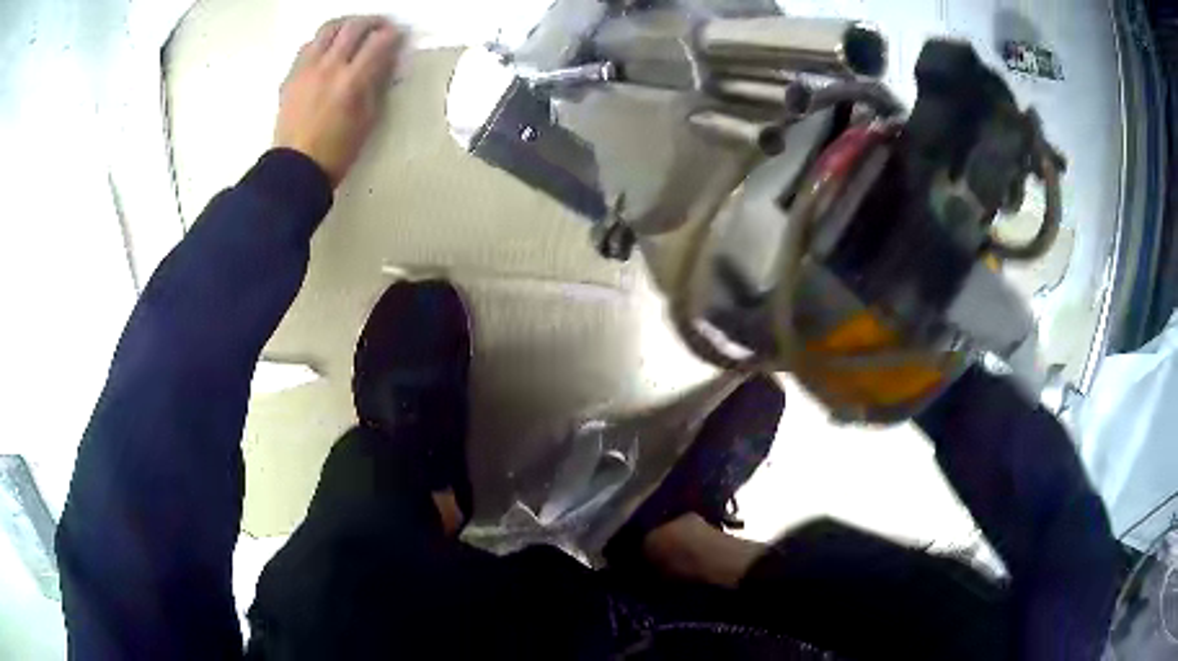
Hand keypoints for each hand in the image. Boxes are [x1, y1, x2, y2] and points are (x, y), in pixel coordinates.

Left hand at [274, 16, 403, 186]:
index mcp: (352, 81)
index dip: (392, 35)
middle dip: (372, 23)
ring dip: (345, 25)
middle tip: (380, 28)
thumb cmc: (337, 152)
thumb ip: (376, 85)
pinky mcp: (291, 76)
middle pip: (354, 27)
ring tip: (353, 32)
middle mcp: (329, 67)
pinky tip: (328, 50)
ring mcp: (307, 69)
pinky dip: (322, 41)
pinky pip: (308, 46)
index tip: (398, 37)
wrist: (295, 169)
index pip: (379, 42)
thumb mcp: (368, 120)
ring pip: (328, 30)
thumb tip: (384, 63)